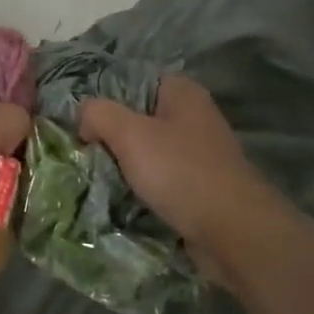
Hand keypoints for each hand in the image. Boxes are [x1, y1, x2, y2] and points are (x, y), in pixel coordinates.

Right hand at [78, 76, 283, 269]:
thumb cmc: (180, 171)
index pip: (133, 82)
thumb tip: (84, 118)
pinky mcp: (201, 186)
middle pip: (138, 118)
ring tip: (97, 177)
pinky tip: (123, 199)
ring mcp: (200, 153)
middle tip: (84, 153)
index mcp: (182, 92)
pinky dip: (143, 188)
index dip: (105, 100)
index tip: (81, 124)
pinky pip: (161, 179)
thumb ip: (98, 114)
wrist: (232, 230)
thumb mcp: (129, 134)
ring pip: (148, 151)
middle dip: (111, 136)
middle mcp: (194, 117)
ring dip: (125, 165)